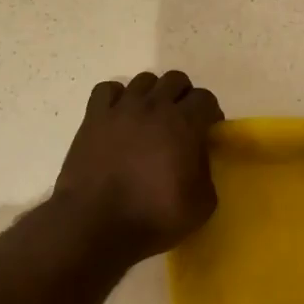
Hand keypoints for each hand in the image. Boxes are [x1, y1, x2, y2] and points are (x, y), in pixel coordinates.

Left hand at [51, 72, 223, 262]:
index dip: (210, 113)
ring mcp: (120, 108)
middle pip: (175, 80)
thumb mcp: (201, 204)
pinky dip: (117, 97)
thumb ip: (206, 172)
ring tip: (149, 119)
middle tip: (181, 123)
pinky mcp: (93, 117)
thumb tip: (197, 157)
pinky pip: (108, 89)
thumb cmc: (152, 216)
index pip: (205, 98)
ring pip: (143, 80)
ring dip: (152, 95)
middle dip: (183, 96)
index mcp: (184, 123)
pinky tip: (119, 116)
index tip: (207, 132)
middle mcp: (153, 106)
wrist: (96, 223)